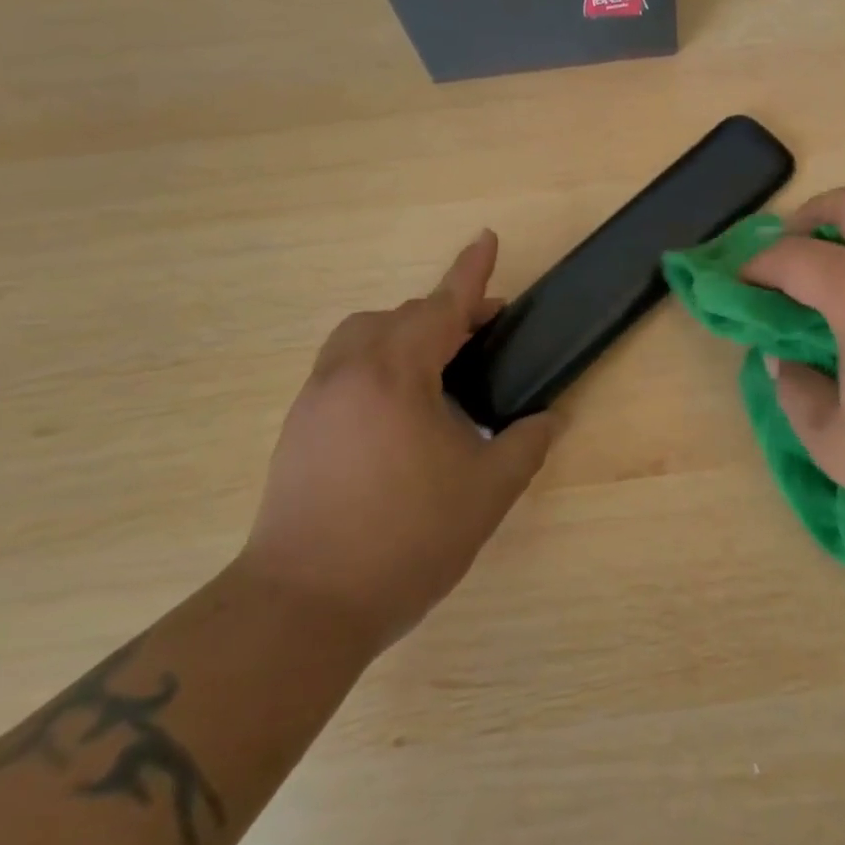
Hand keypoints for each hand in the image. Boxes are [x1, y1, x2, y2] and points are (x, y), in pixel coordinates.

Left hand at [242, 231, 554, 649]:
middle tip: (484, 336)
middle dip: (445, 314)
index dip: (471, 272)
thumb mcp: (486, 493)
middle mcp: (348, 373)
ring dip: (405, 336)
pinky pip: (344, 369)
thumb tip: (547, 420)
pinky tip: (402, 412)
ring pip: (363, 338)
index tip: (487, 237)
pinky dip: (379, 364)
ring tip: (440, 371)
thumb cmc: (405, 540)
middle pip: (400, 317)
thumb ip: (524, 445)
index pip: (442, 307)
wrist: (302, 606)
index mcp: (395, 375)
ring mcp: (315, 399)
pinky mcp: (297, 429)